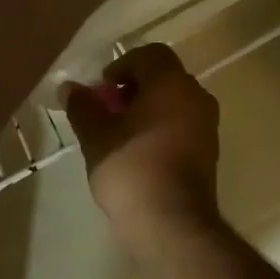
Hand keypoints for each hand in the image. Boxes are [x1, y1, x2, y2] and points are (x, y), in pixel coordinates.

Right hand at [66, 44, 223, 255]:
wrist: (173, 223)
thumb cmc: (131, 169)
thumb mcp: (96, 137)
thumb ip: (83, 106)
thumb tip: (69, 87)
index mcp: (172, 83)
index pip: (151, 54)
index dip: (123, 65)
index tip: (103, 89)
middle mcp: (196, 97)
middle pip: (164, 78)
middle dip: (134, 88)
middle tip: (107, 110)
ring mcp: (208, 126)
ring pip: (175, 103)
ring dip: (148, 110)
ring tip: (119, 134)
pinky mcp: (210, 152)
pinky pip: (183, 126)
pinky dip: (162, 129)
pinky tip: (139, 153)